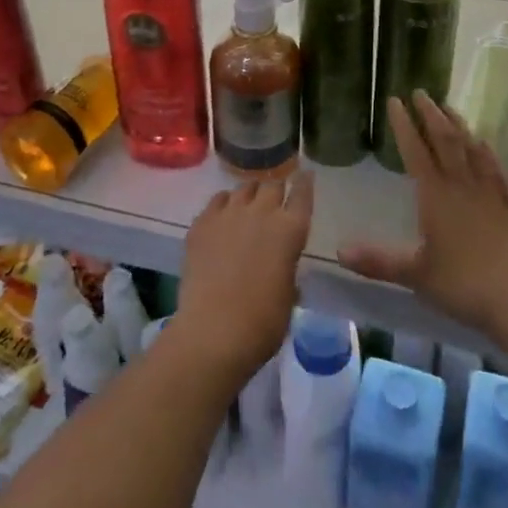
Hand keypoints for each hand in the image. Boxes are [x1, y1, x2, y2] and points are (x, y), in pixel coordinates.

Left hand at [172, 174, 314, 385]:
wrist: (214, 331)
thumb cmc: (262, 323)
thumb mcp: (288, 295)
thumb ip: (287, 269)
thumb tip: (281, 265)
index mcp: (290, 230)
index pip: (302, 193)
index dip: (304, 183)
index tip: (305, 175)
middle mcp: (261, 212)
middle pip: (272, 185)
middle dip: (275, 191)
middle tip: (274, 204)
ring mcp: (229, 213)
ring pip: (244, 188)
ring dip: (250, 195)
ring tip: (248, 207)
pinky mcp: (202, 222)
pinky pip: (217, 200)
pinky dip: (225, 203)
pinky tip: (223, 215)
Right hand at [339, 92, 507, 339]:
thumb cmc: (465, 285)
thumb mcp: (416, 275)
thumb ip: (378, 261)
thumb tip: (339, 251)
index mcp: (436, 196)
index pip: (416, 151)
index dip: (404, 125)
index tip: (395, 100)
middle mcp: (462, 185)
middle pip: (445, 140)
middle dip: (430, 114)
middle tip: (420, 92)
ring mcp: (489, 193)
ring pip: (471, 148)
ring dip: (457, 124)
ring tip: (448, 106)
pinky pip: (494, 168)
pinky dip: (485, 150)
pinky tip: (483, 143)